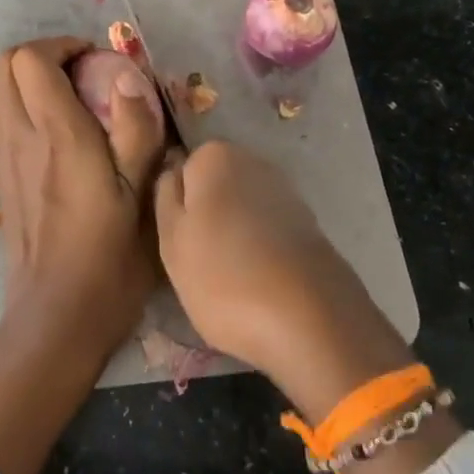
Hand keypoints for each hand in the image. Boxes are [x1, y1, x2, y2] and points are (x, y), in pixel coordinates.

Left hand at [0, 36, 165, 473]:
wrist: (57, 317)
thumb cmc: (109, 258)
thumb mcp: (141, 195)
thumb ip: (136, 129)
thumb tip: (127, 74)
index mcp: (57, 135)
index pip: (31, 60)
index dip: (62, 46)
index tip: (97, 61)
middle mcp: (21, 138)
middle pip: (4, 66)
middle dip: (42, 55)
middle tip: (83, 73)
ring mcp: (5, 158)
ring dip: (30, 80)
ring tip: (73, 99)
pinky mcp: (2, 179)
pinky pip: (3, 120)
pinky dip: (24, 107)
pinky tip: (60, 136)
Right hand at [153, 142, 414, 423]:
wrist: (309, 317)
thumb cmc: (223, 276)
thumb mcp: (170, 239)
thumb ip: (164, 195)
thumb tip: (171, 169)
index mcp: (214, 156)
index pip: (181, 169)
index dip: (176, 204)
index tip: (177, 238)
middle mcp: (253, 160)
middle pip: (213, 185)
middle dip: (206, 215)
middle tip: (197, 261)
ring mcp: (285, 190)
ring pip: (241, 207)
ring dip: (233, 232)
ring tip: (229, 277)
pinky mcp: (308, 222)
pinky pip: (267, 228)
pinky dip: (260, 247)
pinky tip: (258, 279)